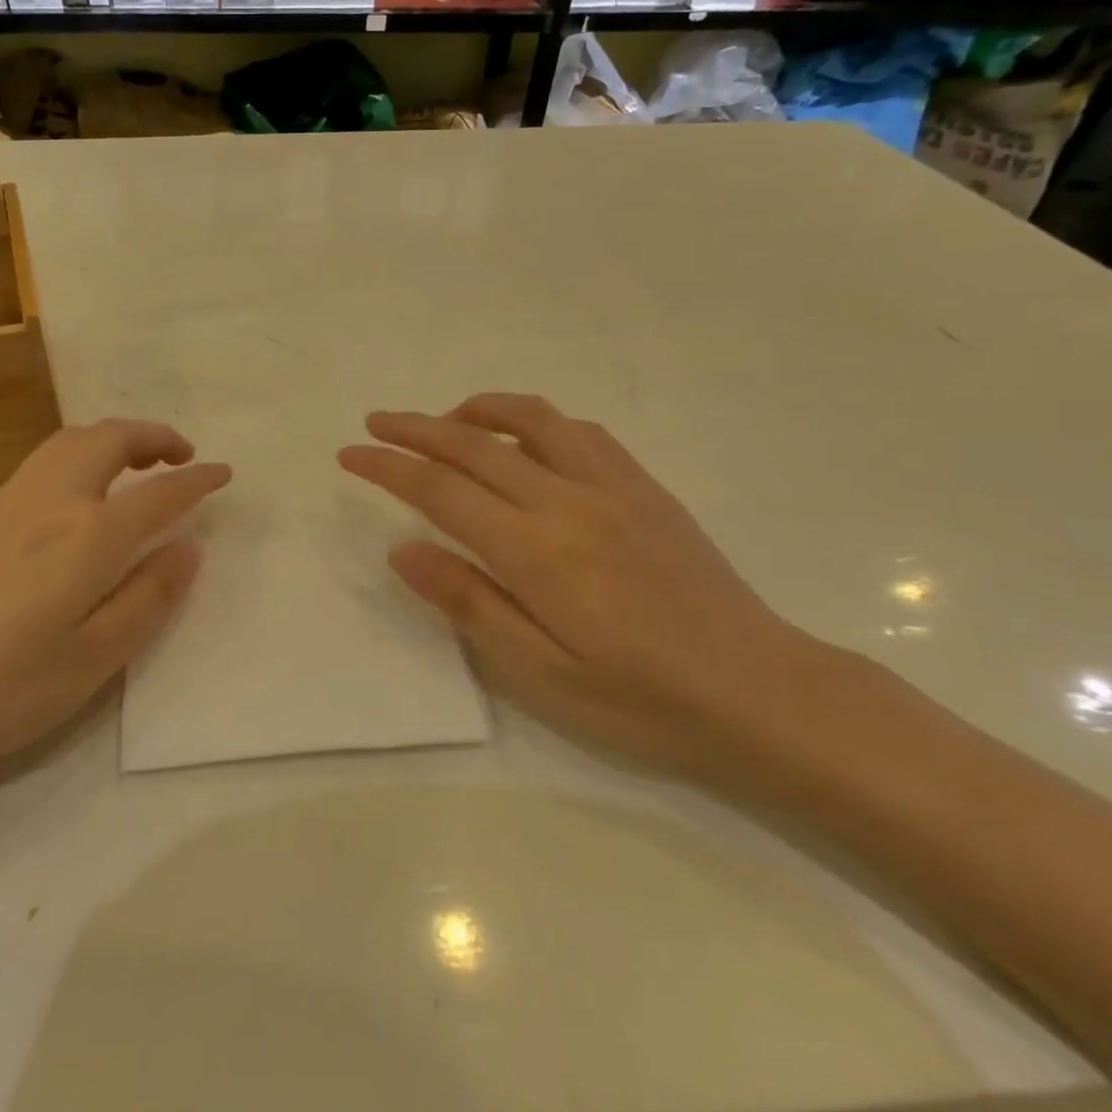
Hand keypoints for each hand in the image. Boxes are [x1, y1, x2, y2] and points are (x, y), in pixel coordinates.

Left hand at [0, 420, 229, 799]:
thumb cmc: (2, 689)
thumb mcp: (94, 659)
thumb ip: (148, 597)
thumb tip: (188, 548)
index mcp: (86, 537)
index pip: (158, 493)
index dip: (196, 480)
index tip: (223, 473)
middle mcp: (48, 503)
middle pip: (106, 439)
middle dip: (151, 435)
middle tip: (180, 454)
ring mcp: (3, 505)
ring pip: (66, 442)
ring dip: (111, 439)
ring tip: (134, 465)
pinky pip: (39, 465)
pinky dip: (77, 458)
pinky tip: (75, 500)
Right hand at [339, 394, 841, 785]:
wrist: (762, 694)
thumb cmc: (643, 701)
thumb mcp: (541, 674)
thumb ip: (469, 603)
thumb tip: (403, 549)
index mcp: (536, 552)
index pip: (440, 490)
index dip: (387, 466)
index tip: (349, 454)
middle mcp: (569, 502)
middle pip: (473, 444)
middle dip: (414, 428)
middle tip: (375, 423)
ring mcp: (614, 487)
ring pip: (531, 420)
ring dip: (476, 411)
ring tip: (444, 420)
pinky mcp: (646, 488)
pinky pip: (581, 432)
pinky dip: (537, 422)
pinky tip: (525, 440)